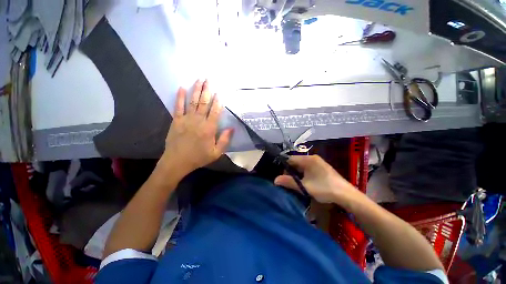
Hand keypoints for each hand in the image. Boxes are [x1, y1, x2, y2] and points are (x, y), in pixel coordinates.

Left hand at [161, 80, 233, 174]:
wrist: (178, 161)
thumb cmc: (199, 157)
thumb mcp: (216, 152)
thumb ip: (225, 140)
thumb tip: (232, 128)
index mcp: (209, 128)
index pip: (215, 111)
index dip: (218, 101)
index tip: (219, 92)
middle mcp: (199, 120)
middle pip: (204, 102)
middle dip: (207, 90)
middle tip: (208, 79)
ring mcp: (186, 119)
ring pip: (193, 101)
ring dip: (196, 90)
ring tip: (199, 80)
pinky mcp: (176, 120)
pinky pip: (178, 106)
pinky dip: (180, 97)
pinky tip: (182, 88)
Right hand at [274, 155, 361, 205]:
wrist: (346, 195)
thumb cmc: (324, 189)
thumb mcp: (304, 186)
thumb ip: (289, 182)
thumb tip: (275, 180)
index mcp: (308, 159)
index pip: (290, 159)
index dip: (284, 167)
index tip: (281, 176)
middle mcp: (313, 158)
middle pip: (296, 162)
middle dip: (290, 171)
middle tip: (288, 182)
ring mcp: (318, 163)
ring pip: (302, 166)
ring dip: (297, 174)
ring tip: (295, 183)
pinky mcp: (322, 168)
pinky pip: (308, 169)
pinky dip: (304, 174)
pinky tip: (305, 183)